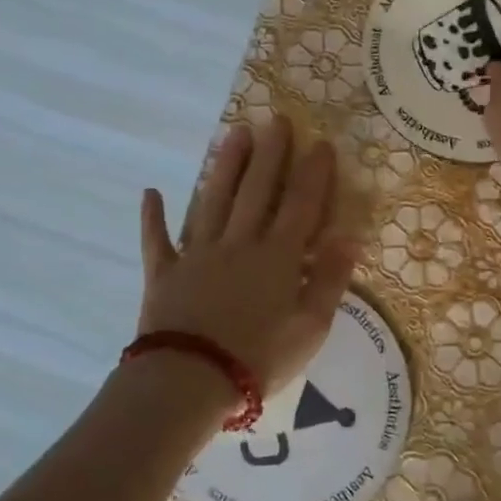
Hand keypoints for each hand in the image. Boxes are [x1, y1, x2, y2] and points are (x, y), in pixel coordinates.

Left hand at [138, 117, 358, 401]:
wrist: (190, 381)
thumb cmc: (259, 359)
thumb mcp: (311, 327)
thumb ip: (331, 280)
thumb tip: (350, 237)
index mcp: (278, 258)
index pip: (301, 205)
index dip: (313, 173)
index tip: (321, 143)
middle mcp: (239, 244)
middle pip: (257, 191)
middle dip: (270, 154)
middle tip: (277, 119)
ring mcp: (198, 255)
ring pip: (212, 201)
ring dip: (225, 166)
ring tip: (235, 134)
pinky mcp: (164, 274)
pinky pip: (157, 241)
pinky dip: (152, 218)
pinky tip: (150, 193)